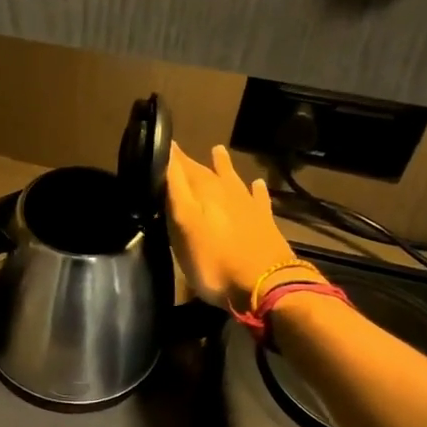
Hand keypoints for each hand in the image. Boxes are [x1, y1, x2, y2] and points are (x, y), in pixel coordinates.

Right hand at [165, 142, 302, 310]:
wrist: (265, 286)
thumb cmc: (214, 260)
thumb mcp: (184, 224)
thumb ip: (175, 189)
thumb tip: (165, 153)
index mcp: (204, 190)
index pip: (182, 165)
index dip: (171, 154)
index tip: (161, 140)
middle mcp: (227, 192)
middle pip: (205, 171)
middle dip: (190, 161)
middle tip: (178, 151)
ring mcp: (248, 206)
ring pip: (232, 179)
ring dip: (223, 166)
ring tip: (218, 150)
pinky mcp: (264, 222)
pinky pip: (259, 199)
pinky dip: (256, 190)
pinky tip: (257, 184)